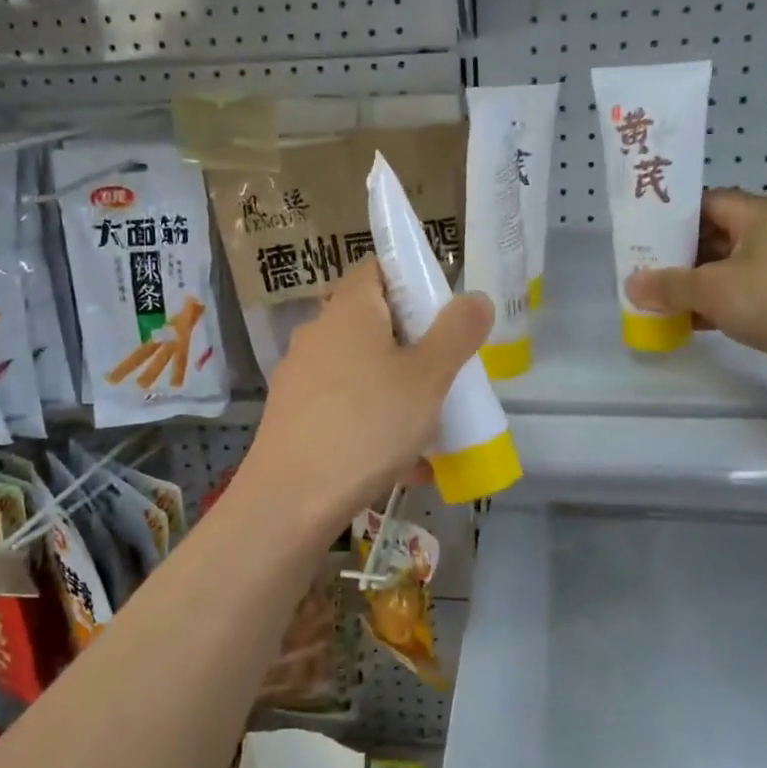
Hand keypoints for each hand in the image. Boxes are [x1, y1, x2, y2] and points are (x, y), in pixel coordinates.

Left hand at [242, 260, 492, 531]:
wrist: (291, 500)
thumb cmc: (368, 425)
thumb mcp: (429, 377)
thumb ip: (457, 332)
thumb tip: (475, 298)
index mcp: (349, 309)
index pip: (377, 268)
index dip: (412, 280)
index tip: (442, 314)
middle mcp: (318, 332)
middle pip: (372, 321)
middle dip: (412, 343)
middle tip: (444, 373)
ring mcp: (300, 375)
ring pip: (360, 369)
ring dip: (394, 388)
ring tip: (428, 426)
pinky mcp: (292, 414)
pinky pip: (344, 406)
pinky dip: (372, 421)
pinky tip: (400, 463)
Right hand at [624, 189, 766, 393]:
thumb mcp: (709, 288)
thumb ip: (667, 285)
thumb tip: (632, 285)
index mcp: (757, 214)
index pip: (705, 202)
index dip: (672, 218)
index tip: (642, 237)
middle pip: (714, 236)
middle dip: (678, 257)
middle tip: (643, 272)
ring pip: (727, 269)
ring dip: (695, 286)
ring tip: (658, 301)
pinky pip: (743, 295)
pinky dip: (717, 306)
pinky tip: (689, 324)